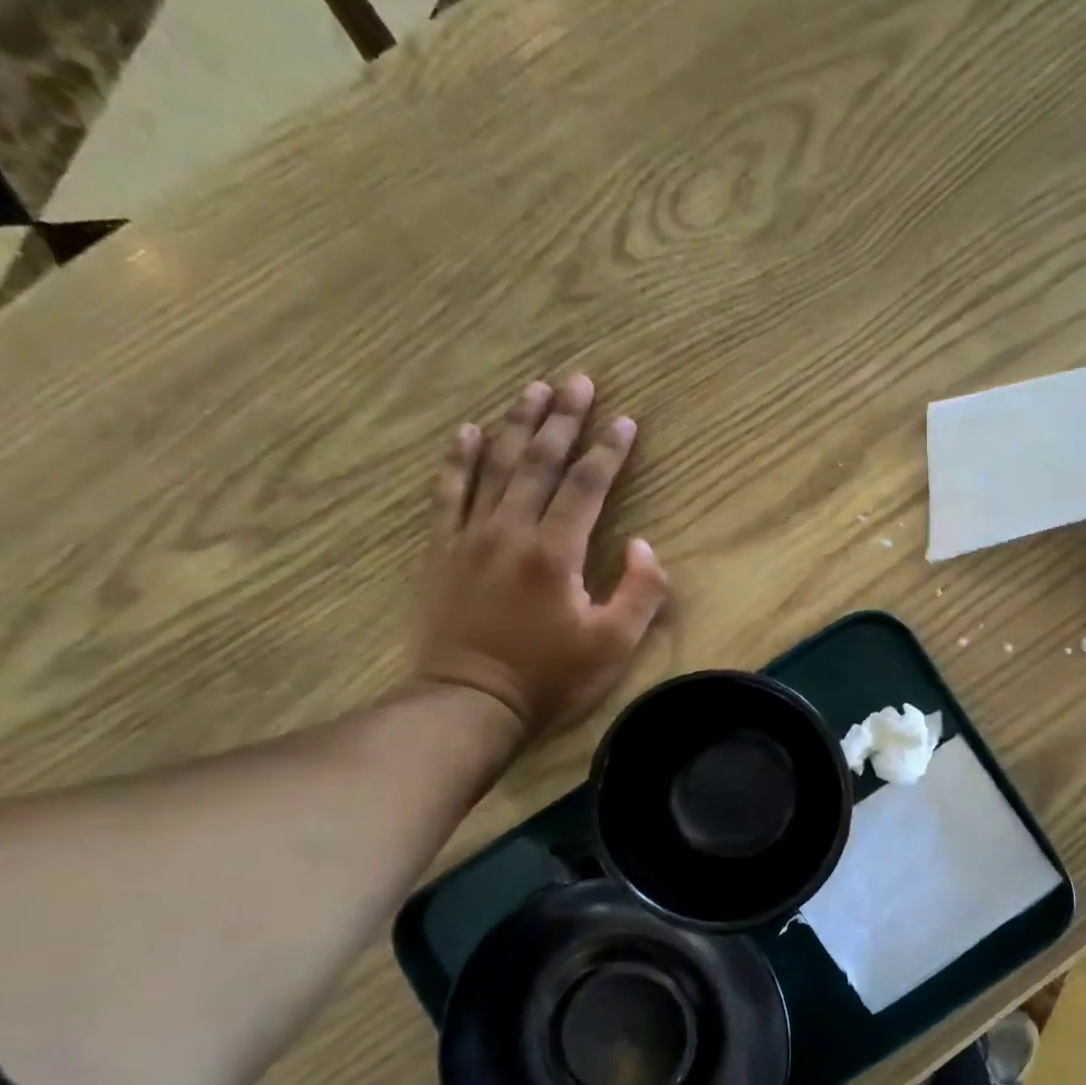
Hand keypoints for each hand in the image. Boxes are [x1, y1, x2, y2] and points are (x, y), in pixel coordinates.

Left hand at [414, 374, 668, 741]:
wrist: (468, 704)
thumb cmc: (548, 678)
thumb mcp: (612, 645)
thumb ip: (639, 591)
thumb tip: (642, 545)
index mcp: (555, 552)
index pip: (586, 486)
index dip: (608, 451)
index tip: (625, 420)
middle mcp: (511, 531)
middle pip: (538, 461)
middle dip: (562, 419)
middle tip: (578, 380)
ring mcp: (470, 537)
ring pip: (494, 466)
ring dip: (515, 425)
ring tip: (532, 390)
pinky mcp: (442, 552)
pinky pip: (448, 494)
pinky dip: (457, 460)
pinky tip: (466, 432)